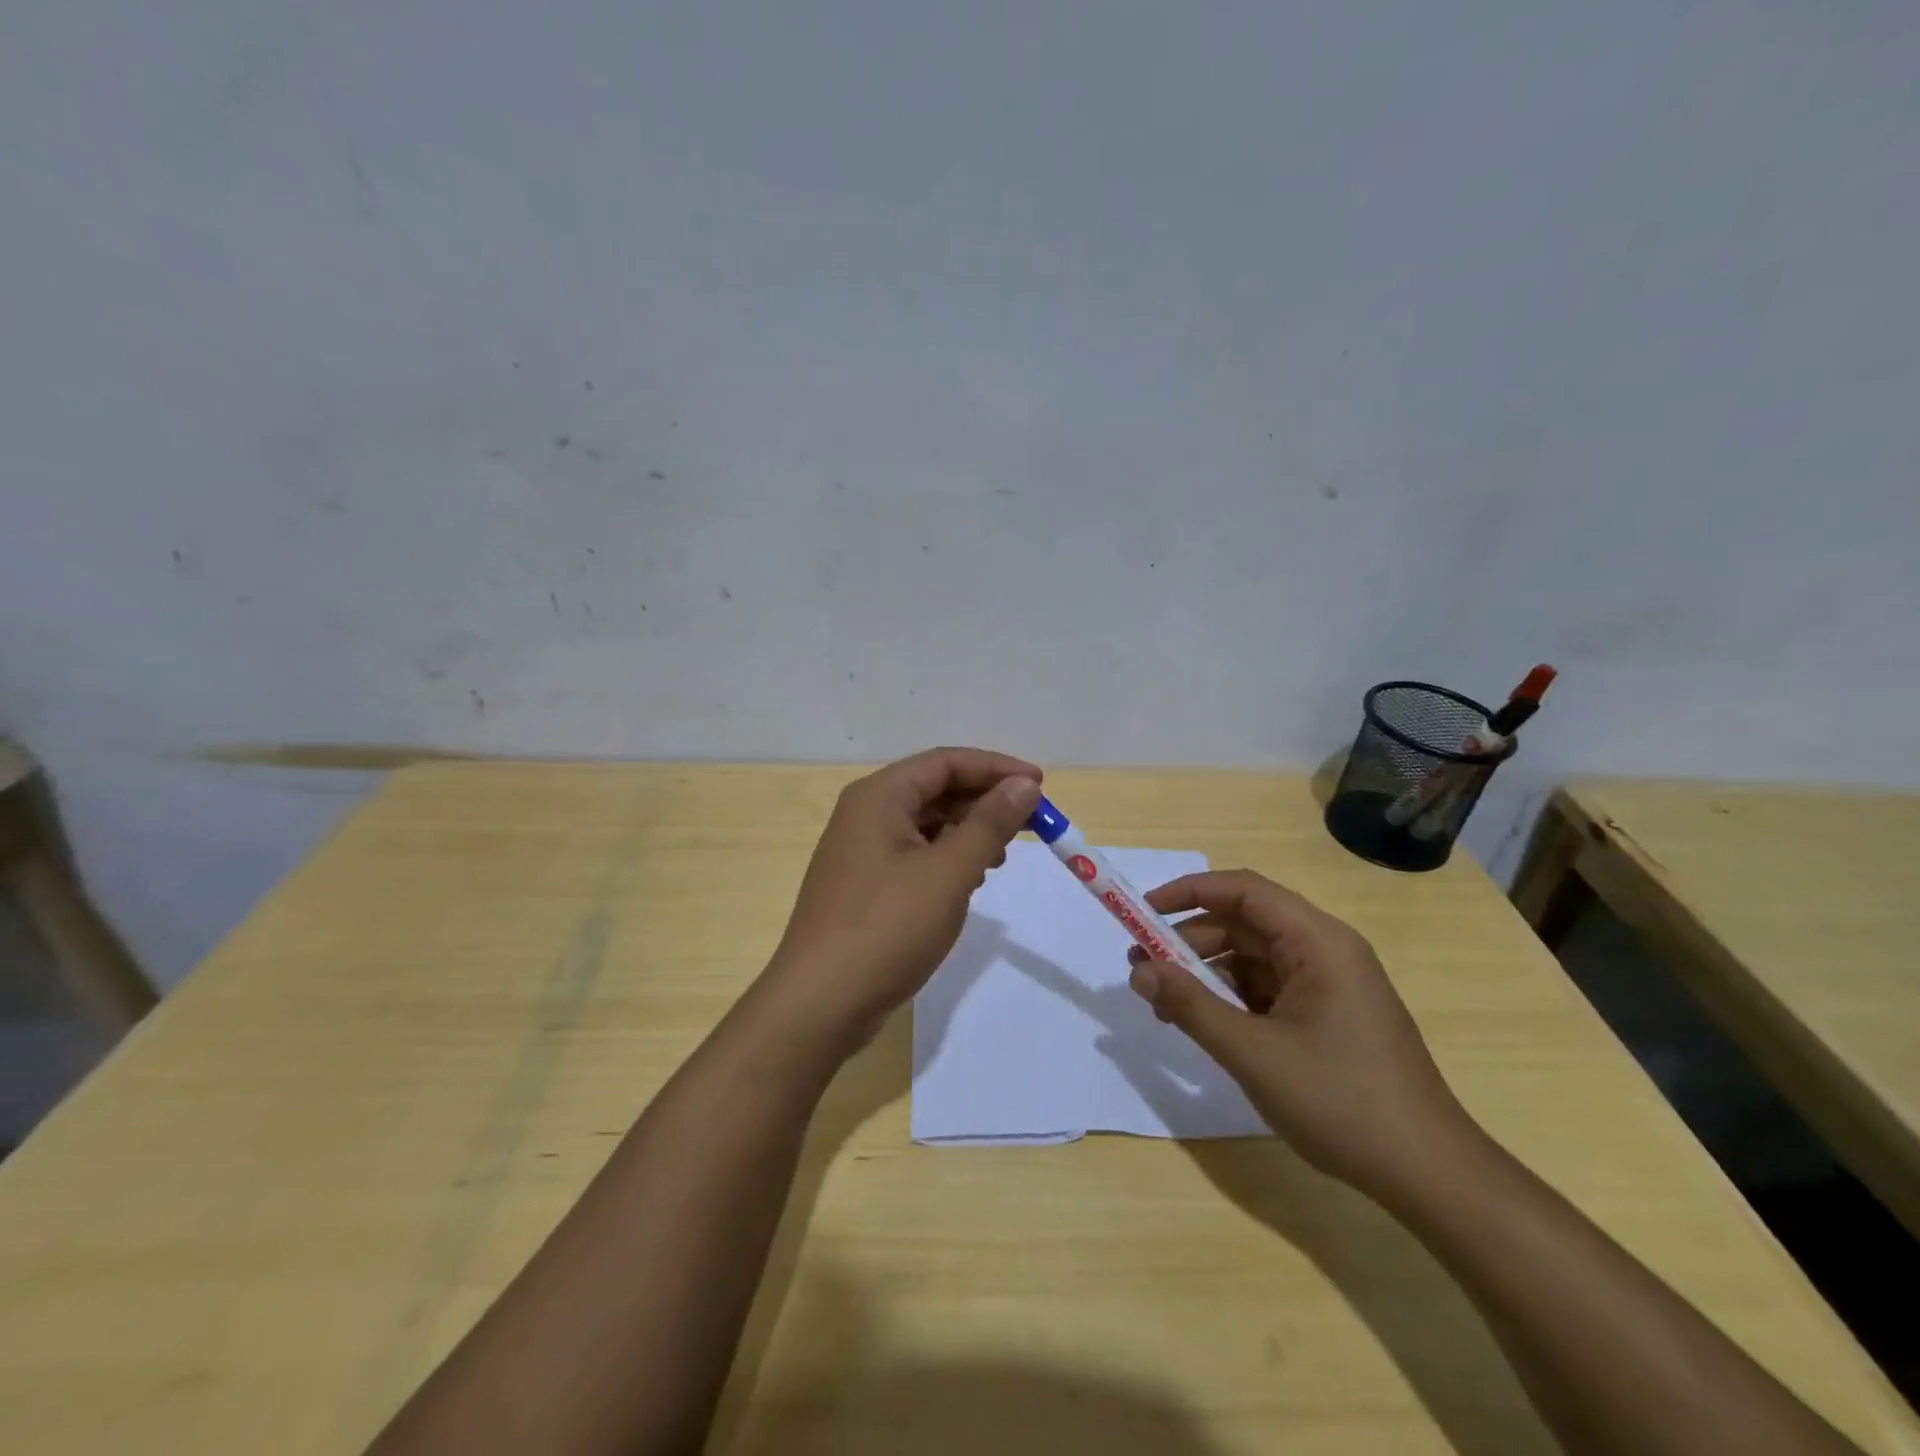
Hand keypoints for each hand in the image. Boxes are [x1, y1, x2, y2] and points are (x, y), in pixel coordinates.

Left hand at [760, 747, 1041, 1047]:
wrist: (820, 1004)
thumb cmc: (887, 928)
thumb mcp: (948, 873)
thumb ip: (989, 824)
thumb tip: (1024, 785)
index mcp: (879, 797)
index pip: (946, 762)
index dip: (996, 768)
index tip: (1040, 785)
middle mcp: (866, 813)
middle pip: (936, 789)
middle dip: (985, 801)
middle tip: (1032, 823)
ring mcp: (862, 851)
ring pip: (927, 824)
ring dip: (969, 831)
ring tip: (1004, 853)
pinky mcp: (866, 884)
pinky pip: (916, 854)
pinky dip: (948, 858)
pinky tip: (971, 880)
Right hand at [1126, 869, 1475, 1199]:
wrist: (1430, 1176)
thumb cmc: (1341, 1102)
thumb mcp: (1252, 1053)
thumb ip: (1190, 1006)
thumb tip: (1138, 971)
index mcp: (1317, 942)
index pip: (1243, 891)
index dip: (1188, 892)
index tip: (1142, 912)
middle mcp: (1325, 950)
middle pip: (1245, 924)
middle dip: (1189, 941)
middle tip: (1143, 969)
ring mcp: (1330, 985)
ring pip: (1253, 959)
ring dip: (1206, 974)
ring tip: (1164, 1004)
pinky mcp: (1329, 1016)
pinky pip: (1268, 989)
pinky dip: (1231, 999)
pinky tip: (1204, 1025)